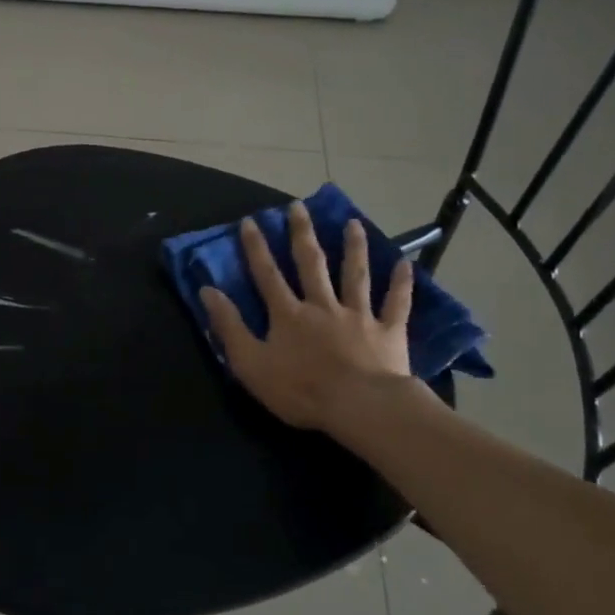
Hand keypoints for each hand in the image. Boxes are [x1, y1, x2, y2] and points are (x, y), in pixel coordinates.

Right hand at [200, 201, 416, 434]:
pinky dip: (402, 283)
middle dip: (302, 234)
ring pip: (355, 275)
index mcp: (289, 315)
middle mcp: (322, 305)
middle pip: (311, 264)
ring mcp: (358, 315)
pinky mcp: (388, 331)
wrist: (359, 407)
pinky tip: (407, 263)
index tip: (250, 221)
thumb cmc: (301, 390)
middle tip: (299, 207)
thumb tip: (207, 291)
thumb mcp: (250, 363)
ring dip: (353, 248)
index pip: (267, 275)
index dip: (256, 248)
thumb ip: (229, 326)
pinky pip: (396, 303)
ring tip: (353, 223)